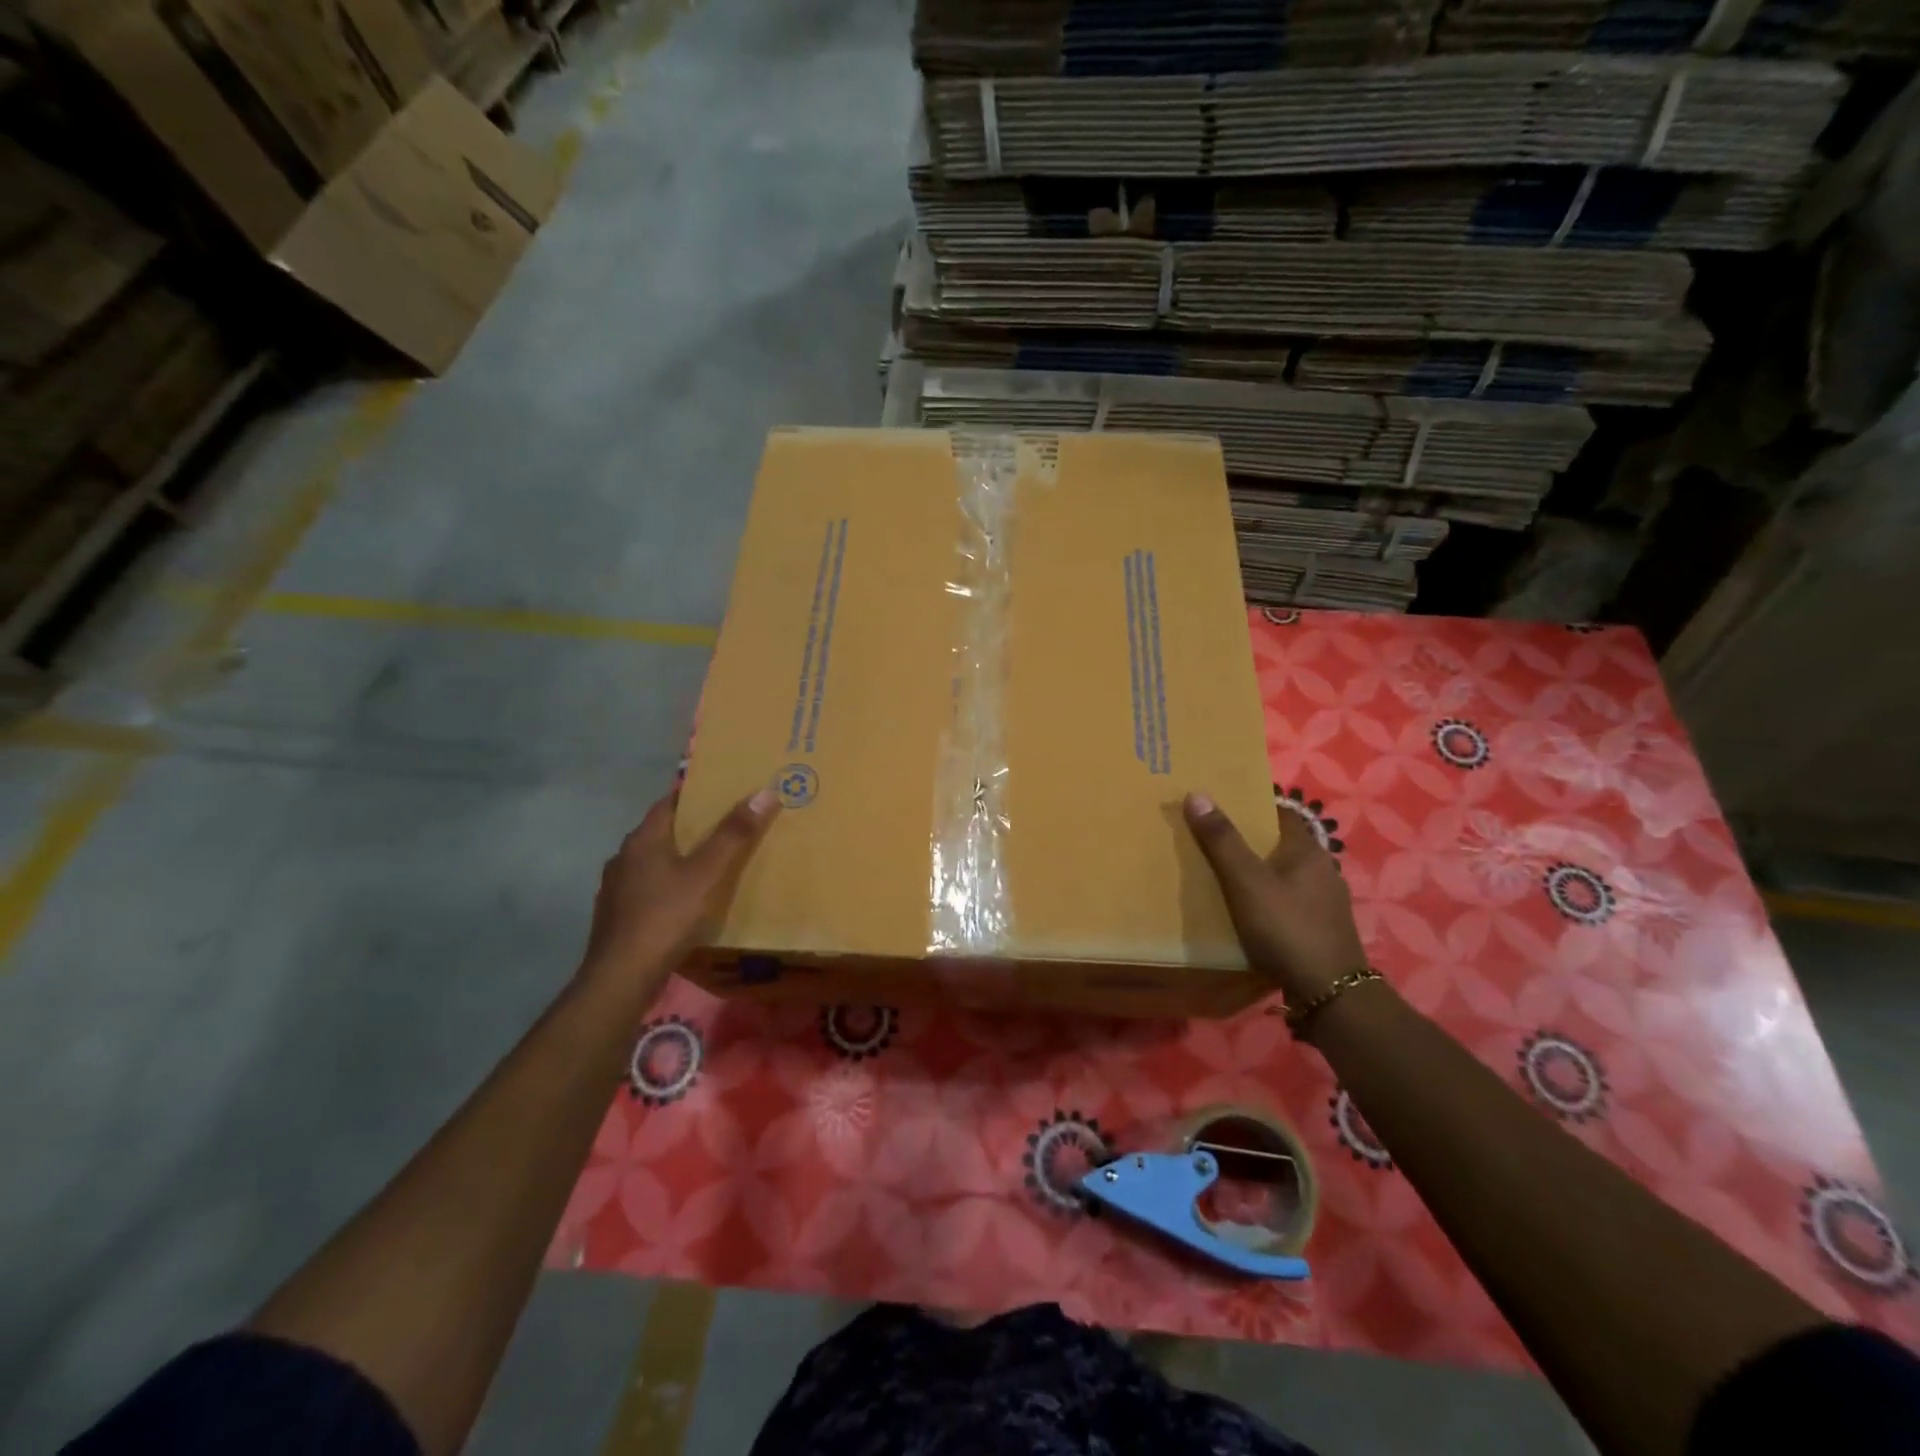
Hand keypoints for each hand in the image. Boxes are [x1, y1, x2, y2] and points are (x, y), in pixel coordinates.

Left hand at [578, 787, 779, 1003]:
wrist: (621, 977)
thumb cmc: (666, 916)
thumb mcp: (708, 873)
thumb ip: (734, 834)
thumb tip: (764, 791)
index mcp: (643, 839)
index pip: (669, 802)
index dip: (695, 796)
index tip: (723, 794)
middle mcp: (624, 857)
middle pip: (661, 832)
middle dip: (691, 829)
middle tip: (726, 829)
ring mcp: (616, 889)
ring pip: (653, 863)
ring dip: (678, 860)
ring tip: (710, 866)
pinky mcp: (617, 917)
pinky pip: (647, 890)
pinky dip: (667, 887)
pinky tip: (685, 902)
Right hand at [1183, 791, 1366, 1009]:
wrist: (1329, 992)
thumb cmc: (1286, 927)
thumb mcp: (1246, 881)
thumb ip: (1222, 840)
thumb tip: (1197, 793)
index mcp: (1308, 850)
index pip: (1280, 812)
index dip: (1252, 806)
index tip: (1219, 806)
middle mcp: (1322, 869)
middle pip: (1280, 844)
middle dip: (1249, 840)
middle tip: (1211, 839)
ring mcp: (1324, 901)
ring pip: (1284, 874)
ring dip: (1257, 872)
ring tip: (1222, 875)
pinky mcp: (1320, 928)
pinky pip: (1287, 900)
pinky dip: (1266, 898)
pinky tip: (1246, 911)